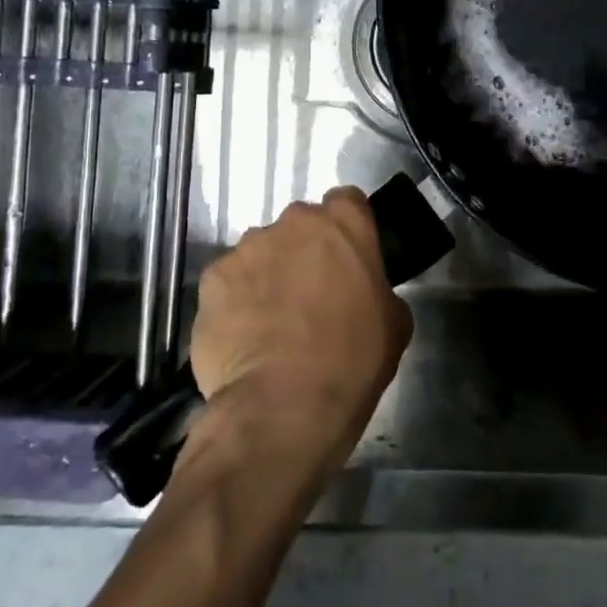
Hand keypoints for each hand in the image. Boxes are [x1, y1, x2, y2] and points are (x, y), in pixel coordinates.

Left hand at [189, 187, 412, 470]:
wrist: (284, 405)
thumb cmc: (353, 359)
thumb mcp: (394, 323)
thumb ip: (378, 289)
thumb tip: (364, 294)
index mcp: (344, 223)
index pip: (347, 201)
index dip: (347, 229)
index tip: (348, 258)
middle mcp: (293, 222)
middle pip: (300, 225)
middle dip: (304, 250)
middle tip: (311, 293)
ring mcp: (247, 248)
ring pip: (261, 252)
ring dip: (268, 274)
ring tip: (271, 321)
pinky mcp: (211, 279)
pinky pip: (228, 282)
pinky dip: (235, 301)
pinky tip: (243, 337)